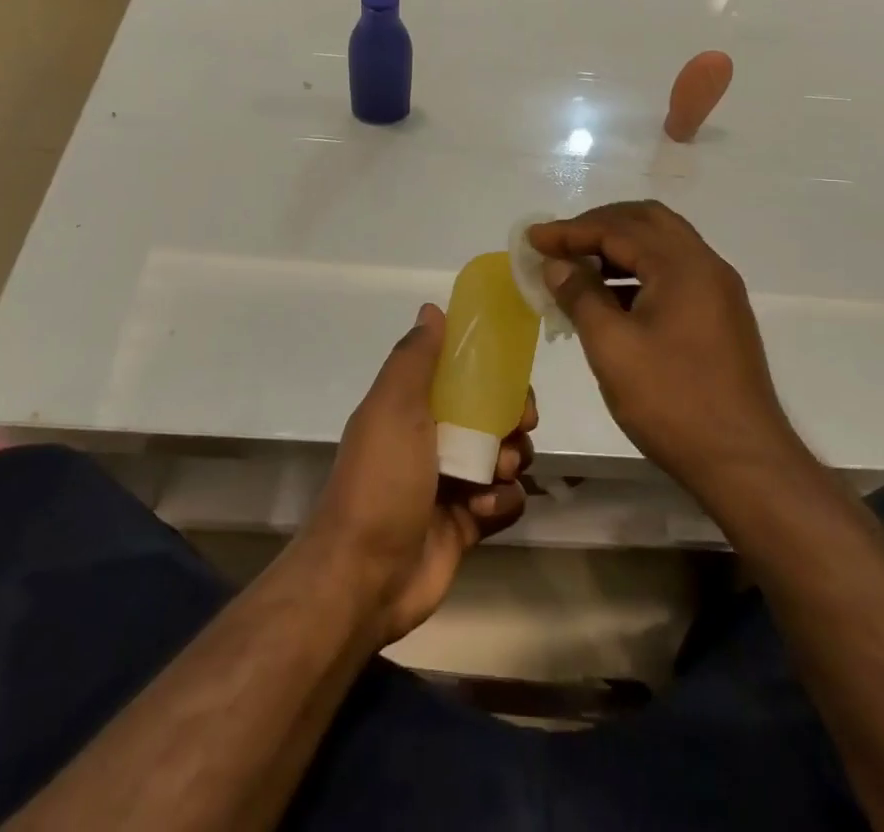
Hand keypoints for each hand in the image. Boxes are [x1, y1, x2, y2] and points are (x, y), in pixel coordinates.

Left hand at [304, 304, 534, 647]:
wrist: (365, 576)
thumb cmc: (382, 479)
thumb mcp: (393, 406)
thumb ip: (415, 358)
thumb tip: (432, 307)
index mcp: (414, 407)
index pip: (465, 376)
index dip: (494, 372)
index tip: (513, 378)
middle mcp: (435, 439)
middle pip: (494, 415)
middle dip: (514, 418)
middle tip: (519, 428)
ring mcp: (452, 482)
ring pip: (507, 457)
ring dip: (511, 461)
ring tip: (495, 474)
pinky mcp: (468, 523)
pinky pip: (506, 501)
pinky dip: (503, 502)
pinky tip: (482, 509)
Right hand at [528, 202, 800, 497]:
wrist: (744, 462)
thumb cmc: (672, 401)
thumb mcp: (612, 348)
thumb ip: (581, 296)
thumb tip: (558, 265)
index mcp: (682, 264)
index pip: (618, 228)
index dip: (570, 230)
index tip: (533, 238)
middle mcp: (706, 264)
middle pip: (646, 221)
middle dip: (599, 226)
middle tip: (560, 243)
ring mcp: (718, 289)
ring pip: (663, 245)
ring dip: (620, 247)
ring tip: (579, 269)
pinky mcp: (721, 314)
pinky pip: (674, 271)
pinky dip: (640, 270)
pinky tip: (612, 298)